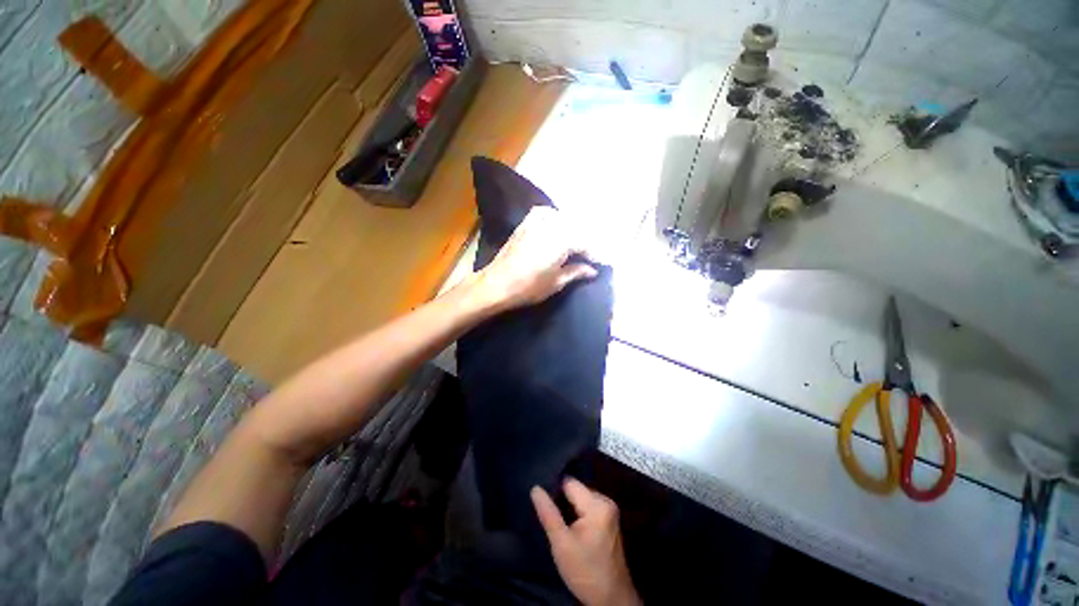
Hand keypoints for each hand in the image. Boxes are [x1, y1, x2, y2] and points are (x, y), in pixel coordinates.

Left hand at [468, 207, 597, 313]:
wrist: (496, 284)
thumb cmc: (528, 287)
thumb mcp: (556, 283)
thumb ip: (576, 272)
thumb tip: (592, 270)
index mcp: (561, 241)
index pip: (585, 243)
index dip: (595, 254)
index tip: (602, 263)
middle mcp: (551, 226)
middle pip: (576, 228)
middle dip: (586, 241)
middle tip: (591, 255)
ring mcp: (536, 223)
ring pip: (562, 219)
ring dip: (572, 229)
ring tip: (576, 243)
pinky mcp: (524, 225)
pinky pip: (543, 213)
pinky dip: (553, 216)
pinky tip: (556, 224)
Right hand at [531, 479, 640, 605]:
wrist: (611, 600)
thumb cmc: (585, 572)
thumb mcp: (561, 544)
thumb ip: (548, 513)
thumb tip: (535, 488)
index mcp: (597, 504)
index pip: (569, 483)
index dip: (554, 490)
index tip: (542, 501)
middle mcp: (606, 501)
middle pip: (576, 490)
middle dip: (562, 500)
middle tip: (549, 515)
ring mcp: (610, 511)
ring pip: (581, 498)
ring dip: (569, 508)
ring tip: (557, 520)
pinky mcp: (609, 520)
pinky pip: (588, 507)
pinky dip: (578, 514)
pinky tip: (570, 527)